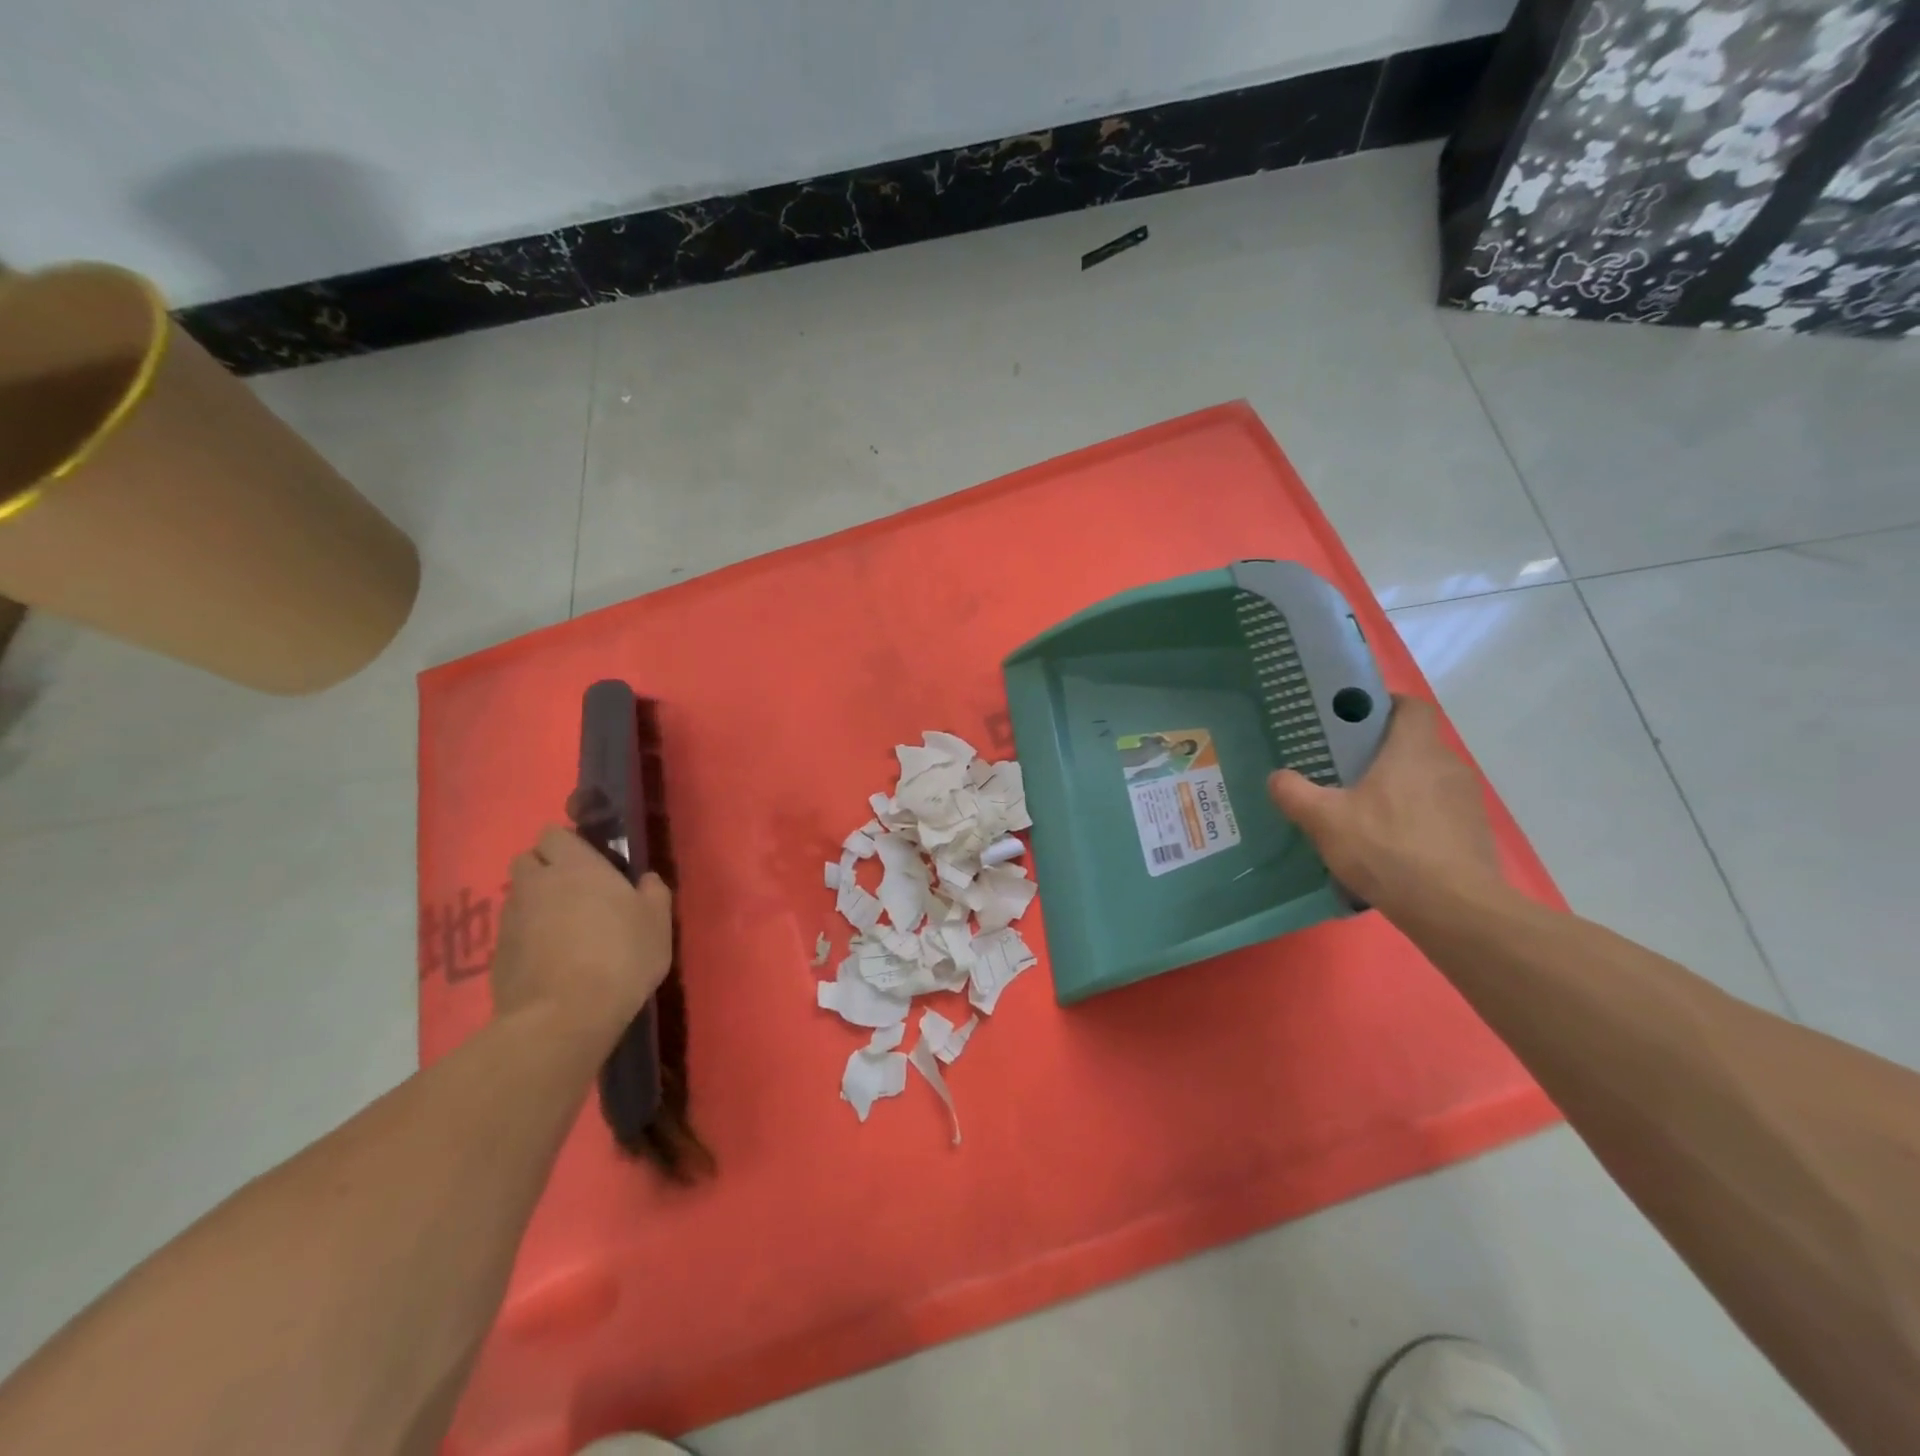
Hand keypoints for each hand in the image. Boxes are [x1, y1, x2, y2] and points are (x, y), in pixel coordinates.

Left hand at [492, 827, 673, 1041]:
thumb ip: (653, 892)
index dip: (568, 845)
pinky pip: (512, 932)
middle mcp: (536, 884)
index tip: (591, 862)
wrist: (564, 1016)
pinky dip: (527, 938)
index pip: (553, 834)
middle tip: (575, 891)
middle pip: (527, 860)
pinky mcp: (497, 955)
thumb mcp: (657, 922)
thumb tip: (646, 880)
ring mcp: (511, 919)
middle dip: (545, 869)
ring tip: (563, 929)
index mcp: (575, 866)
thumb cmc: (620, 956)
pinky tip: (550, 959)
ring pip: (518, 896)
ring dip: (536, 903)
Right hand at [1266, 695, 1502, 911]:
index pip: (1410, 706)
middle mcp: (1446, 766)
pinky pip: (1438, 812)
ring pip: (1426, 780)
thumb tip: (1278, 777)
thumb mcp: (1324, 820)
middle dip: (1381, 753)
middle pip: (1414, 744)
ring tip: (1364, 813)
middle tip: (1344, 771)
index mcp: (1413, 750)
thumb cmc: (1387, 849)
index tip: (1354, 720)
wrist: (1455, 909)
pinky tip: (1390, 846)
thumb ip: (1295, 793)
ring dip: (1399, 789)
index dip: (1385, 705)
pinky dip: (1415, 819)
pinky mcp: (1473, 834)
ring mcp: (1466, 801)